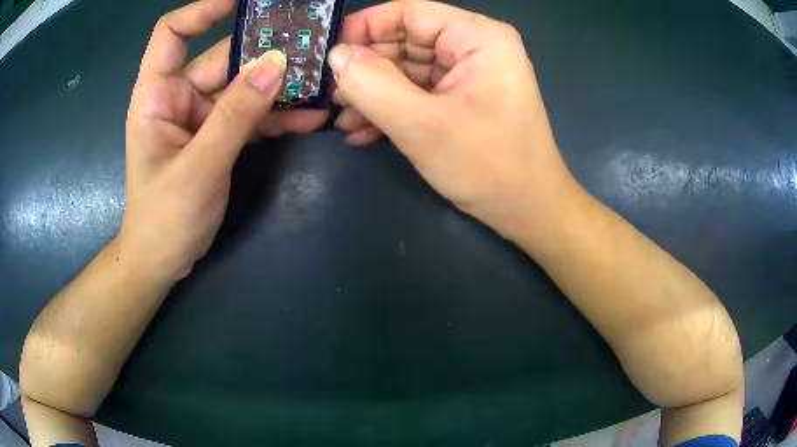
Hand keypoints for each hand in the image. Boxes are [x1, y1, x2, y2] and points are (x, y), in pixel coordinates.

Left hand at [120, 0, 305, 281]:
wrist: (164, 259)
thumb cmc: (164, 218)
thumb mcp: (198, 167)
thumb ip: (236, 115)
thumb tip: (276, 64)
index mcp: (157, 95)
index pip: (173, 34)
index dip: (204, 11)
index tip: (244, 3)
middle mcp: (179, 97)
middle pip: (222, 57)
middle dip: (264, 51)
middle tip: (311, 44)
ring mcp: (202, 117)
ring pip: (244, 86)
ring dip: (279, 86)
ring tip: (321, 82)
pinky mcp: (219, 136)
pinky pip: (251, 116)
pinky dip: (278, 116)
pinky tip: (310, 118)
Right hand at [330, 1, 575, 237]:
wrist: (528, 211)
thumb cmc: (488, 166)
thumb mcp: (422, 124)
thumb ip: (372, 85)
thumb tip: (337, 56)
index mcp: (478, 37)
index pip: (409, 13)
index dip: (365, 27)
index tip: (329, 52)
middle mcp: (476, 47)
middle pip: (406, 41)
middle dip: (366, 69)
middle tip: (331, 96)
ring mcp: (469, 74)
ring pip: (407, 70)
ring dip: (373, 94)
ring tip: (344, 120)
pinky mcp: (463, 99)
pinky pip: (418, 92)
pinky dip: (391, 109)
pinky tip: (363, 132)